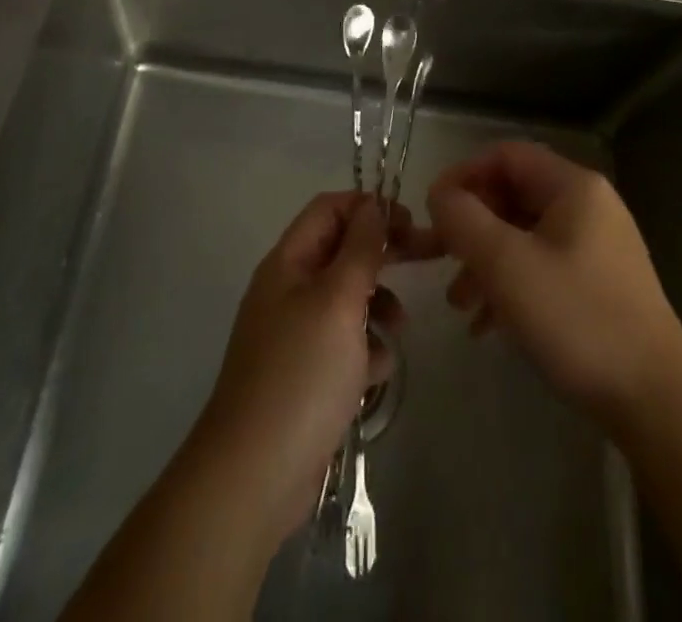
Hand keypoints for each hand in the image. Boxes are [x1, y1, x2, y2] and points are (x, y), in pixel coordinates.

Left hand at [190, 192, 430, 546]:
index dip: (368, 207)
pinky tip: (375, 374)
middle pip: (341, 252)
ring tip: (398, 330)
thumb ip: (360, 249)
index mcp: (288, 262)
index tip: (409, 222)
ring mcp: (295, 334)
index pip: (329, 209)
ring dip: (377, 306)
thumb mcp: (338, 301)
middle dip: (383, 254)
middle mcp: (288, 290)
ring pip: (347, 299)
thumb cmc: (301, 374)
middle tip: (427, 258)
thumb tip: (372, 206)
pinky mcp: (305, 375)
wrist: (254, 476)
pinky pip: (343, 344)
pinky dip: (364, 350)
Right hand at [427, 141, 681, 429]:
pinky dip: (510, 285)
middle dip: (471, 226)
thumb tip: (441, 196)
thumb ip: (464, 220)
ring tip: (458, 303)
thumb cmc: (577, 319)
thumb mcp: (506, 265)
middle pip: (514, 195)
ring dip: (485, 261)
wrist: (656, 402)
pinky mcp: (599, 284)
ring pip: (524, 235)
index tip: (431, 210)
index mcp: (573, 187)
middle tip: (436, 259)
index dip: (463, 175)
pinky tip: (487, 325)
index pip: (506, 155)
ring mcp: (597, 246)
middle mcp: (588, 206)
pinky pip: (543, 266)